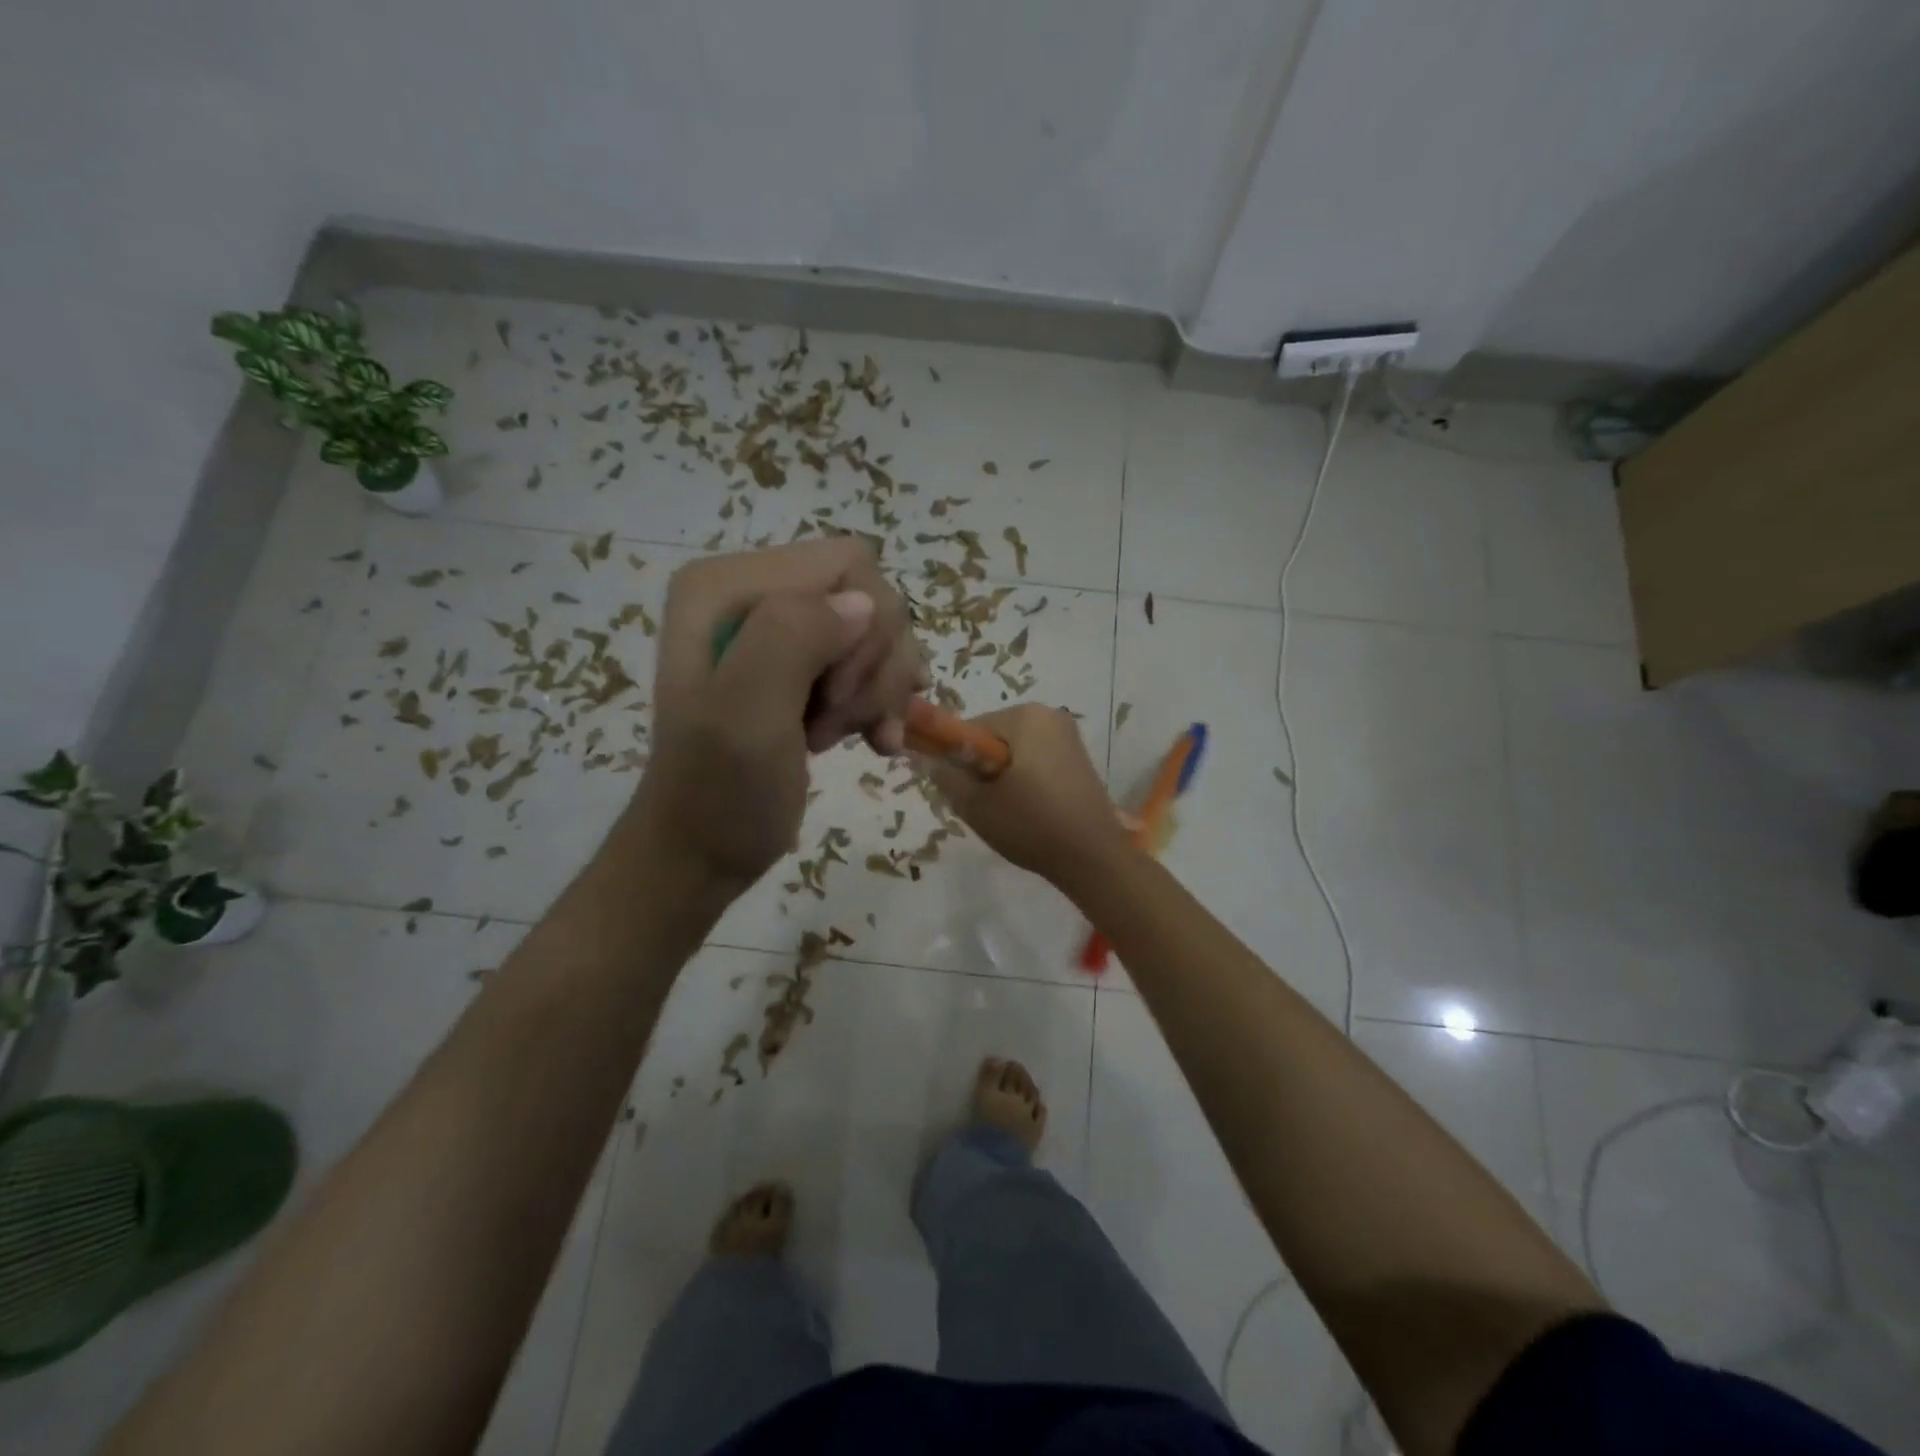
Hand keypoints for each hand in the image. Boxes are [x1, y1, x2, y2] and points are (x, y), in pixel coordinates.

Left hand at [632, 540, 922, 888]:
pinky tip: (876, 739)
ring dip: (879, 692)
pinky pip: (876, 661)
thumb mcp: (745, 718)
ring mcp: (783, 629)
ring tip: (846, 736)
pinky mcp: (806, 664)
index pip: (848, 565)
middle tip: (836, 723)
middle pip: (871, 598)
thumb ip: (791, 640)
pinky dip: (883, 703)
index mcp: (726, 585)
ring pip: (882, 632)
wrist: (703, 853)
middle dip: (872, 668)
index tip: (834, 699)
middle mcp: (756, 592)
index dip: (863, 634)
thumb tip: (864, 602)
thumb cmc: (719, 794)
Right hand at [917, 704, 1130, 888]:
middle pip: (993, 738)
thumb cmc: (1031, 825)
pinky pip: (1037, 761)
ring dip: (1004, 778)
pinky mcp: (1080, 759)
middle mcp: (1050, 715)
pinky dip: (1026, 781)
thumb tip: (931, 760)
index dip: (957, 760)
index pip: (969, 729)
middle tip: (987, 807)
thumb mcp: (975, 804)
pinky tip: (1031, 812)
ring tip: (1010, 813)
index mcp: (1024, 716)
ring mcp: (1069, 736)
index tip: (964, 792)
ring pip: (1015, 752)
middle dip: (983, 769)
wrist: (1094, 858)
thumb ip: (945, 776)